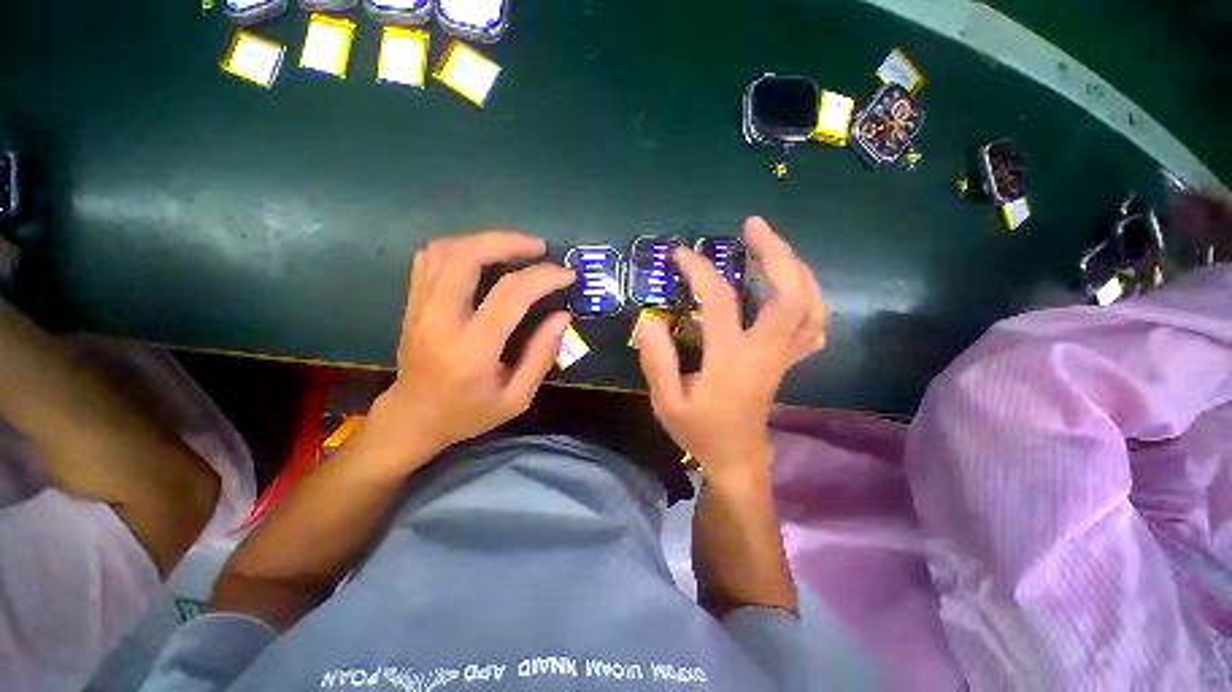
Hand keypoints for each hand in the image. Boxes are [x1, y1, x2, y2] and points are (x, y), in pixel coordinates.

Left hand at [366, 231, 574, 469]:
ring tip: (515, 248)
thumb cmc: (468, 413)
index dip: (543, 277)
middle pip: (467, 256)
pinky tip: (482, 256)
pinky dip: (460, 248)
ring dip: (484, 240)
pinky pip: (429, 259)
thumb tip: (562, 316)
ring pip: (445, 251)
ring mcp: (420, 307)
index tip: (566, 275)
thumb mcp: (517, 398)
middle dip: (508, 242)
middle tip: (538, 247)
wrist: (412, 418)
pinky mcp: (411, 303)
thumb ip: (542, 355)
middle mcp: (440, 320)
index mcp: (472, 349)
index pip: (510, 295)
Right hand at [636, 217, 826, 484]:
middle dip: (775, 252)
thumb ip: (657, 362)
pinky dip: (809, 297)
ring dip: (795, 269)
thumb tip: (651, 320)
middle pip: (789, 295)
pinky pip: (813, 324)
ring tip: (773, 246)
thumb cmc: (699, 431)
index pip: (720, 301)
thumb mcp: (666, 403)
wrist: (736, 458)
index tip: (680, 253)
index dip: (700, 271)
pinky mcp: (788, 361)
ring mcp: (783, 357)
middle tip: (753, 226)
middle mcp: (765, 353)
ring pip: (810, 306)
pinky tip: (791, 285)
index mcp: (731, 360)